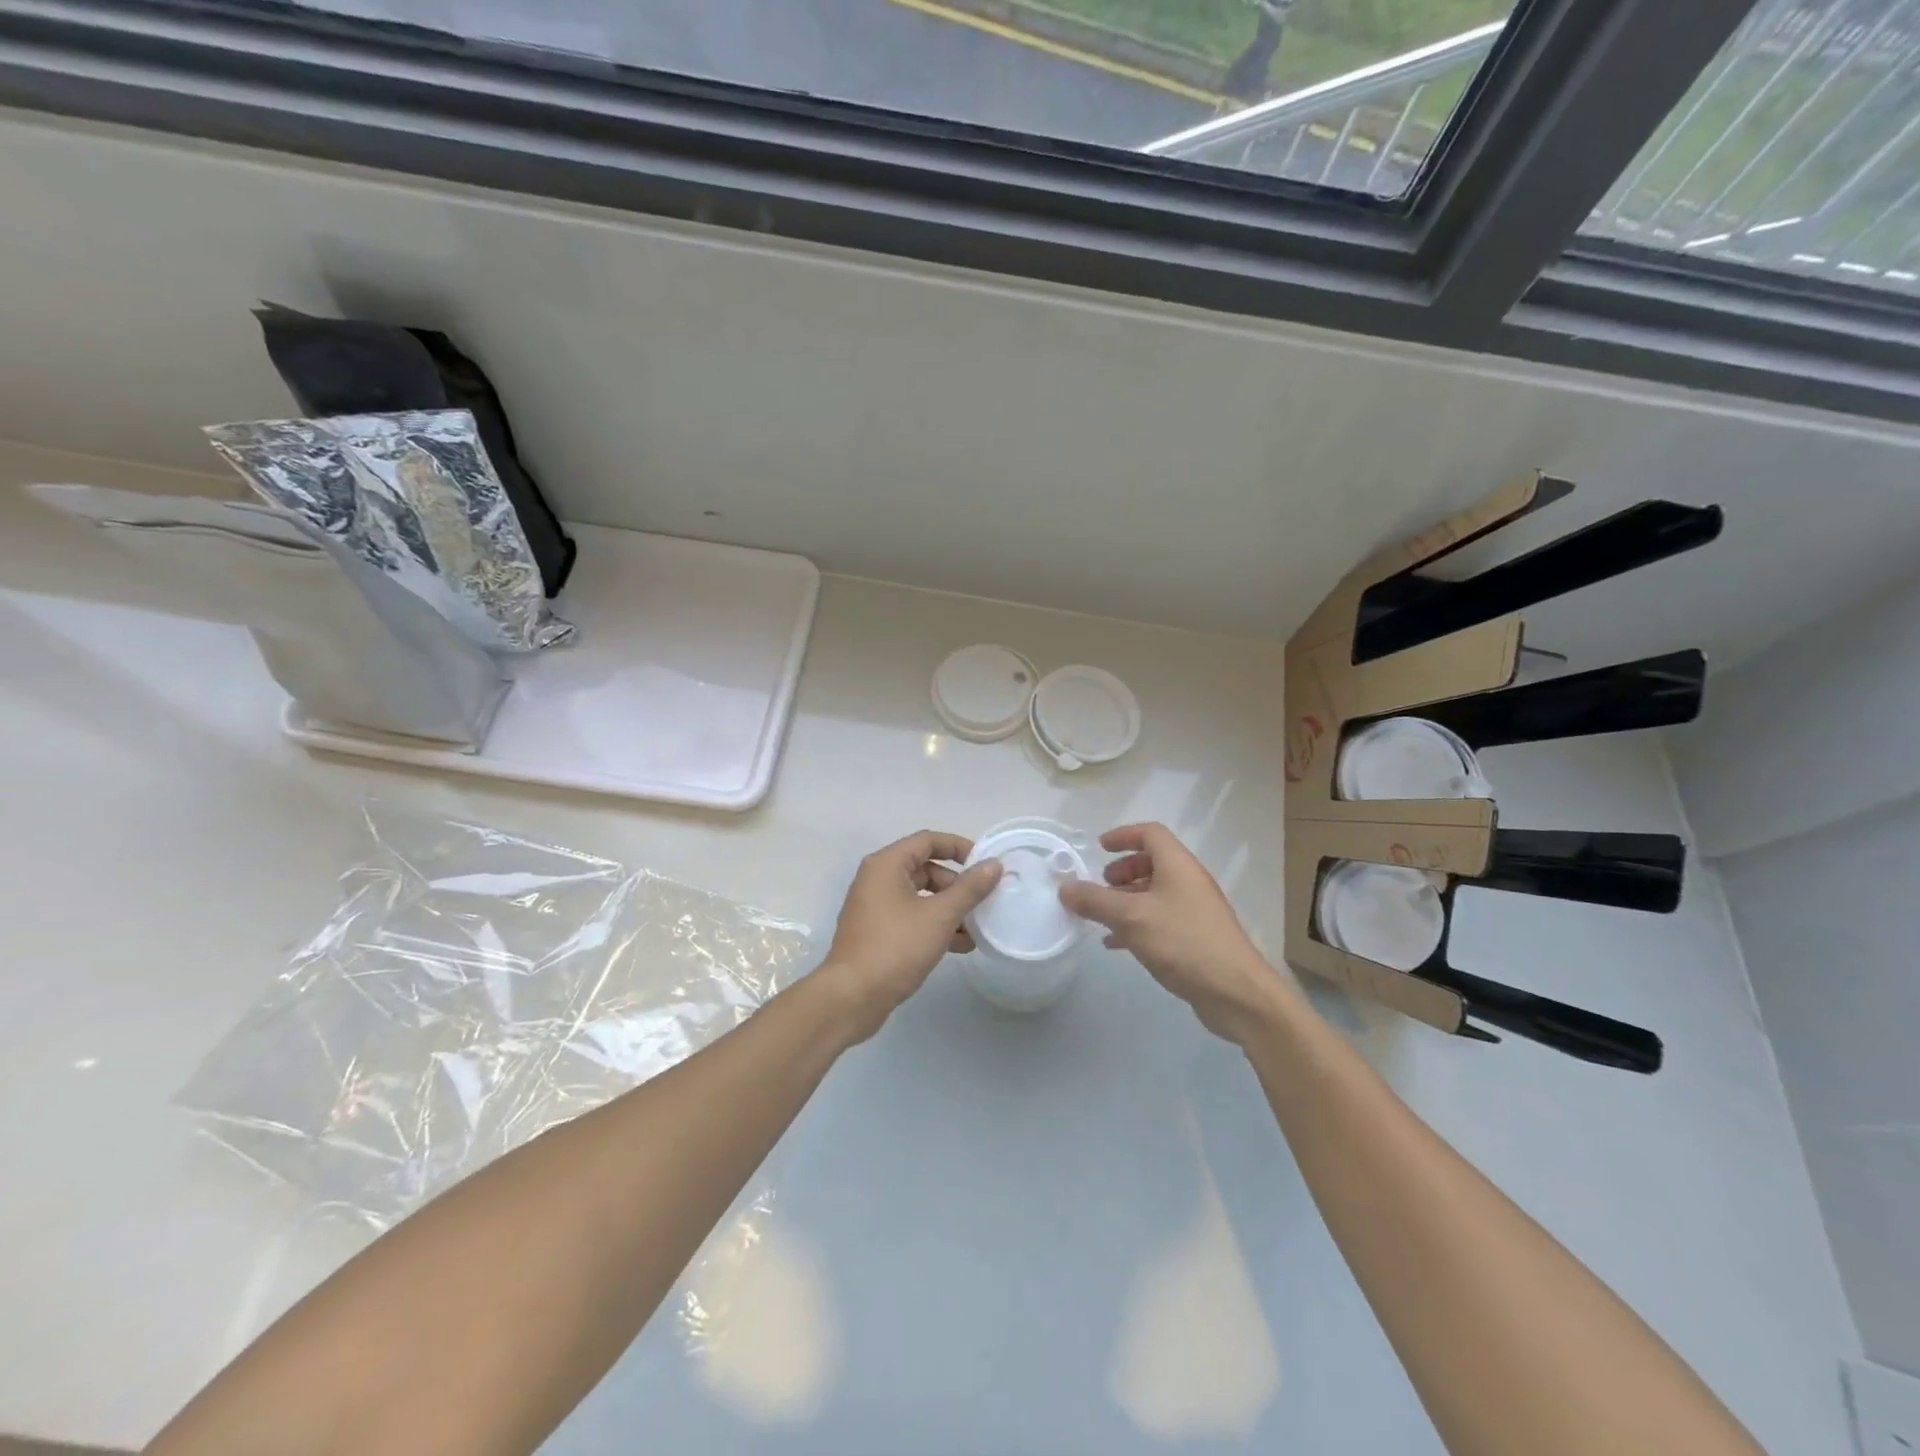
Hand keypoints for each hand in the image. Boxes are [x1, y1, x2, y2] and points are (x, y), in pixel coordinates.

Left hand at [821, 831, 1003, 1042]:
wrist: (852, 997)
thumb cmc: (896, 947)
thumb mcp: (940, 916)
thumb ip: (970, 889)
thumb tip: (994, 864)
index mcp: (886, 865)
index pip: (928, 840)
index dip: (959, 847)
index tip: (985, 863)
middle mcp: (877, 879)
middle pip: (925, 869)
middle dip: (956, 885)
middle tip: (982, 901)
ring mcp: (875, 907)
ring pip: (920, 896)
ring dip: (949, 909)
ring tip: (976, 929)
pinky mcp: (877, 932)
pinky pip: (912, 918)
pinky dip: (934, 925)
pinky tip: (960, 945)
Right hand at [1060, 823, 1290, 1045]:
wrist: (1235, 992)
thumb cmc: (1182, 942)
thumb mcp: (1130, 918)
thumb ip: (1094, 901)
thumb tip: (1065, 887)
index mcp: (1178, 865)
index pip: (1150, 834)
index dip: (1123, 835)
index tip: (1099, 848)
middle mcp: (1189, 881)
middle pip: (1153, 862)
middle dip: (1122, 870)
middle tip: (1100, 886)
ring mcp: (1195, 910)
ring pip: (1155, 893)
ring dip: (1127, 899)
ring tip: (1102, 916)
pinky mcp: (1196, 938)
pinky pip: (1160, 919)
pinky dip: (1136, 923)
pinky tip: (1117, 944)